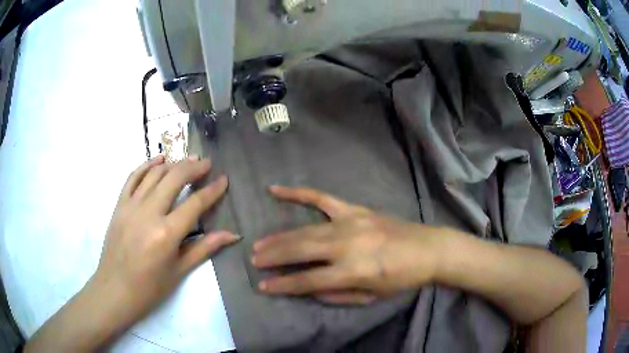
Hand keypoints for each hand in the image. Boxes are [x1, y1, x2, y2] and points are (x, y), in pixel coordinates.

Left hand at [25, 156, 239, 352]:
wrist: (115, 289)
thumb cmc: (150, 287)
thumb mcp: (180, 271)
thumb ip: (205, 248)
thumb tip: (232, 235)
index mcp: (166, 234)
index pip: (195, 204)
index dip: (212, 190)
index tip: (224, 179)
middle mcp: (149, 213)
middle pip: (174, 179)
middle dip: (194, 168)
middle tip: (207, 163)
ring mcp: (131, 206)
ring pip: (154, 174)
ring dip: (173, 164)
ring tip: (187, 160)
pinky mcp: (119, 205)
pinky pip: (133, 177)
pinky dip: (147, 165)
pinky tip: (158, 160)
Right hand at [251, 186, 442, 304]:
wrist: (428, 248)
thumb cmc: (402, 278)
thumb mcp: (371, 296)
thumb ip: (337, 295)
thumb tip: (308, 288)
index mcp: (353, 271)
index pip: (308, 280)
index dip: (283, 284)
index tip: (263, 285)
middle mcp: (347, 245)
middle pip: (301, 250)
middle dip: (274, 256)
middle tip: (254, 259)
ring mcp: (350, 222)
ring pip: (305, 229)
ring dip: (280, 237)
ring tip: (259, 243)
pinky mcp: (355, 209)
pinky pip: (321, 198)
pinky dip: (298, 194)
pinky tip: (275, 190)